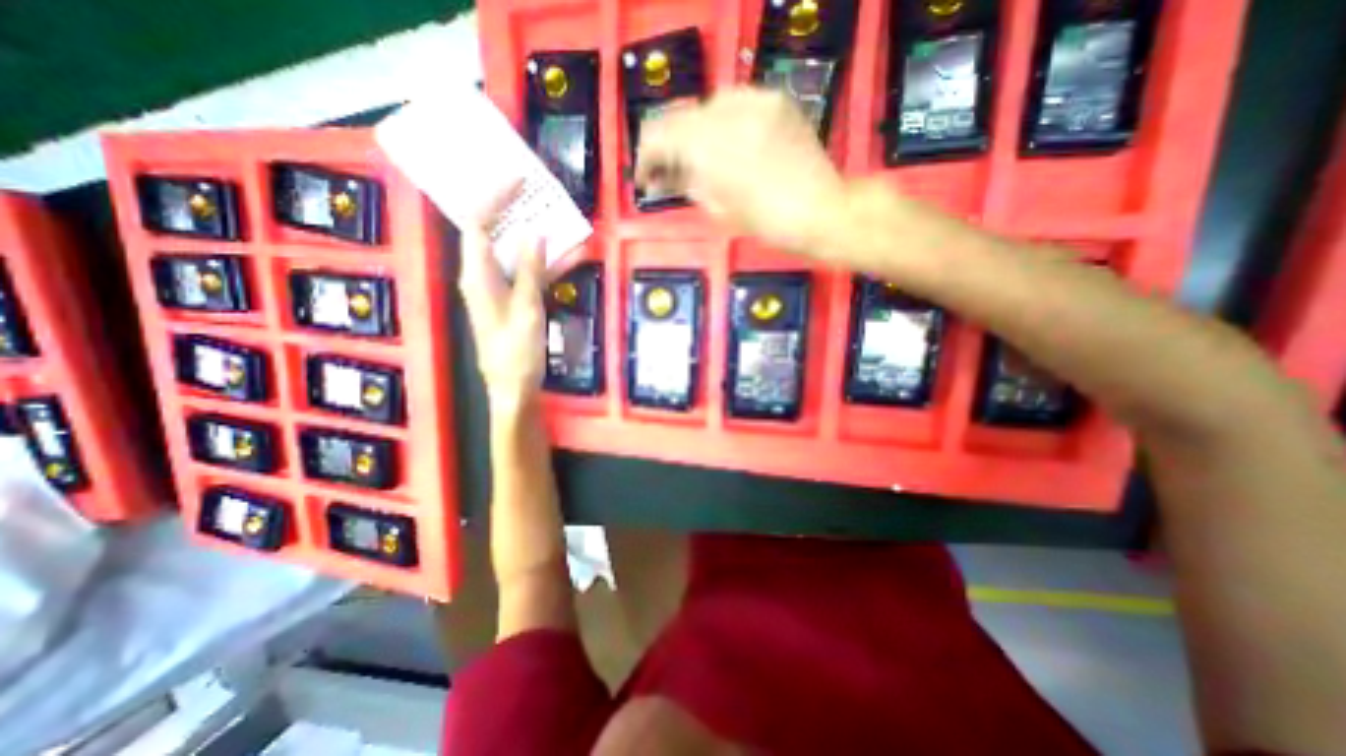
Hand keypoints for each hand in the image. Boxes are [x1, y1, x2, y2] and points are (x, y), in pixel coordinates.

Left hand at [457, 192, 546, 412]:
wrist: (513, 388)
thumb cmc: (516, 353)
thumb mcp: (526, 310)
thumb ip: (529, 271)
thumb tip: (535, 232)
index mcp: (477, 276)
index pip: (477, 225)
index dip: (493, 198)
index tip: (516, 180)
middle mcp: (483, 276)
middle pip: (492, 233)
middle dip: (513, 210)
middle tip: (535, 190)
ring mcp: (499, 288)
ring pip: (515, 252)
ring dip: (537, 236)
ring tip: (561, 218)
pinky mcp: (514, 299)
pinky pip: (529, 272)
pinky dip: (547, 262)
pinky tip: (571, 255)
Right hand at [638, 86, 843, 253]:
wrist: (820, 212)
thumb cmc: (765, 223)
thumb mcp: (717, 209)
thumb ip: (685, 183)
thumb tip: (664, 175)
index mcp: (707, 147)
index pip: (658, 136)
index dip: (644, 157)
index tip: (644, 176)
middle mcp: (725, 112)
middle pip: (679, 116)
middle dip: (668, 144)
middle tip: (666, 169)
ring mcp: (753, 101)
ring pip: (705, 106)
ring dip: (694, 132)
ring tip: (698, 158)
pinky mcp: (774, 100)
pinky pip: (735, 103)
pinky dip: (722, 123)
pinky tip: (727, 145)